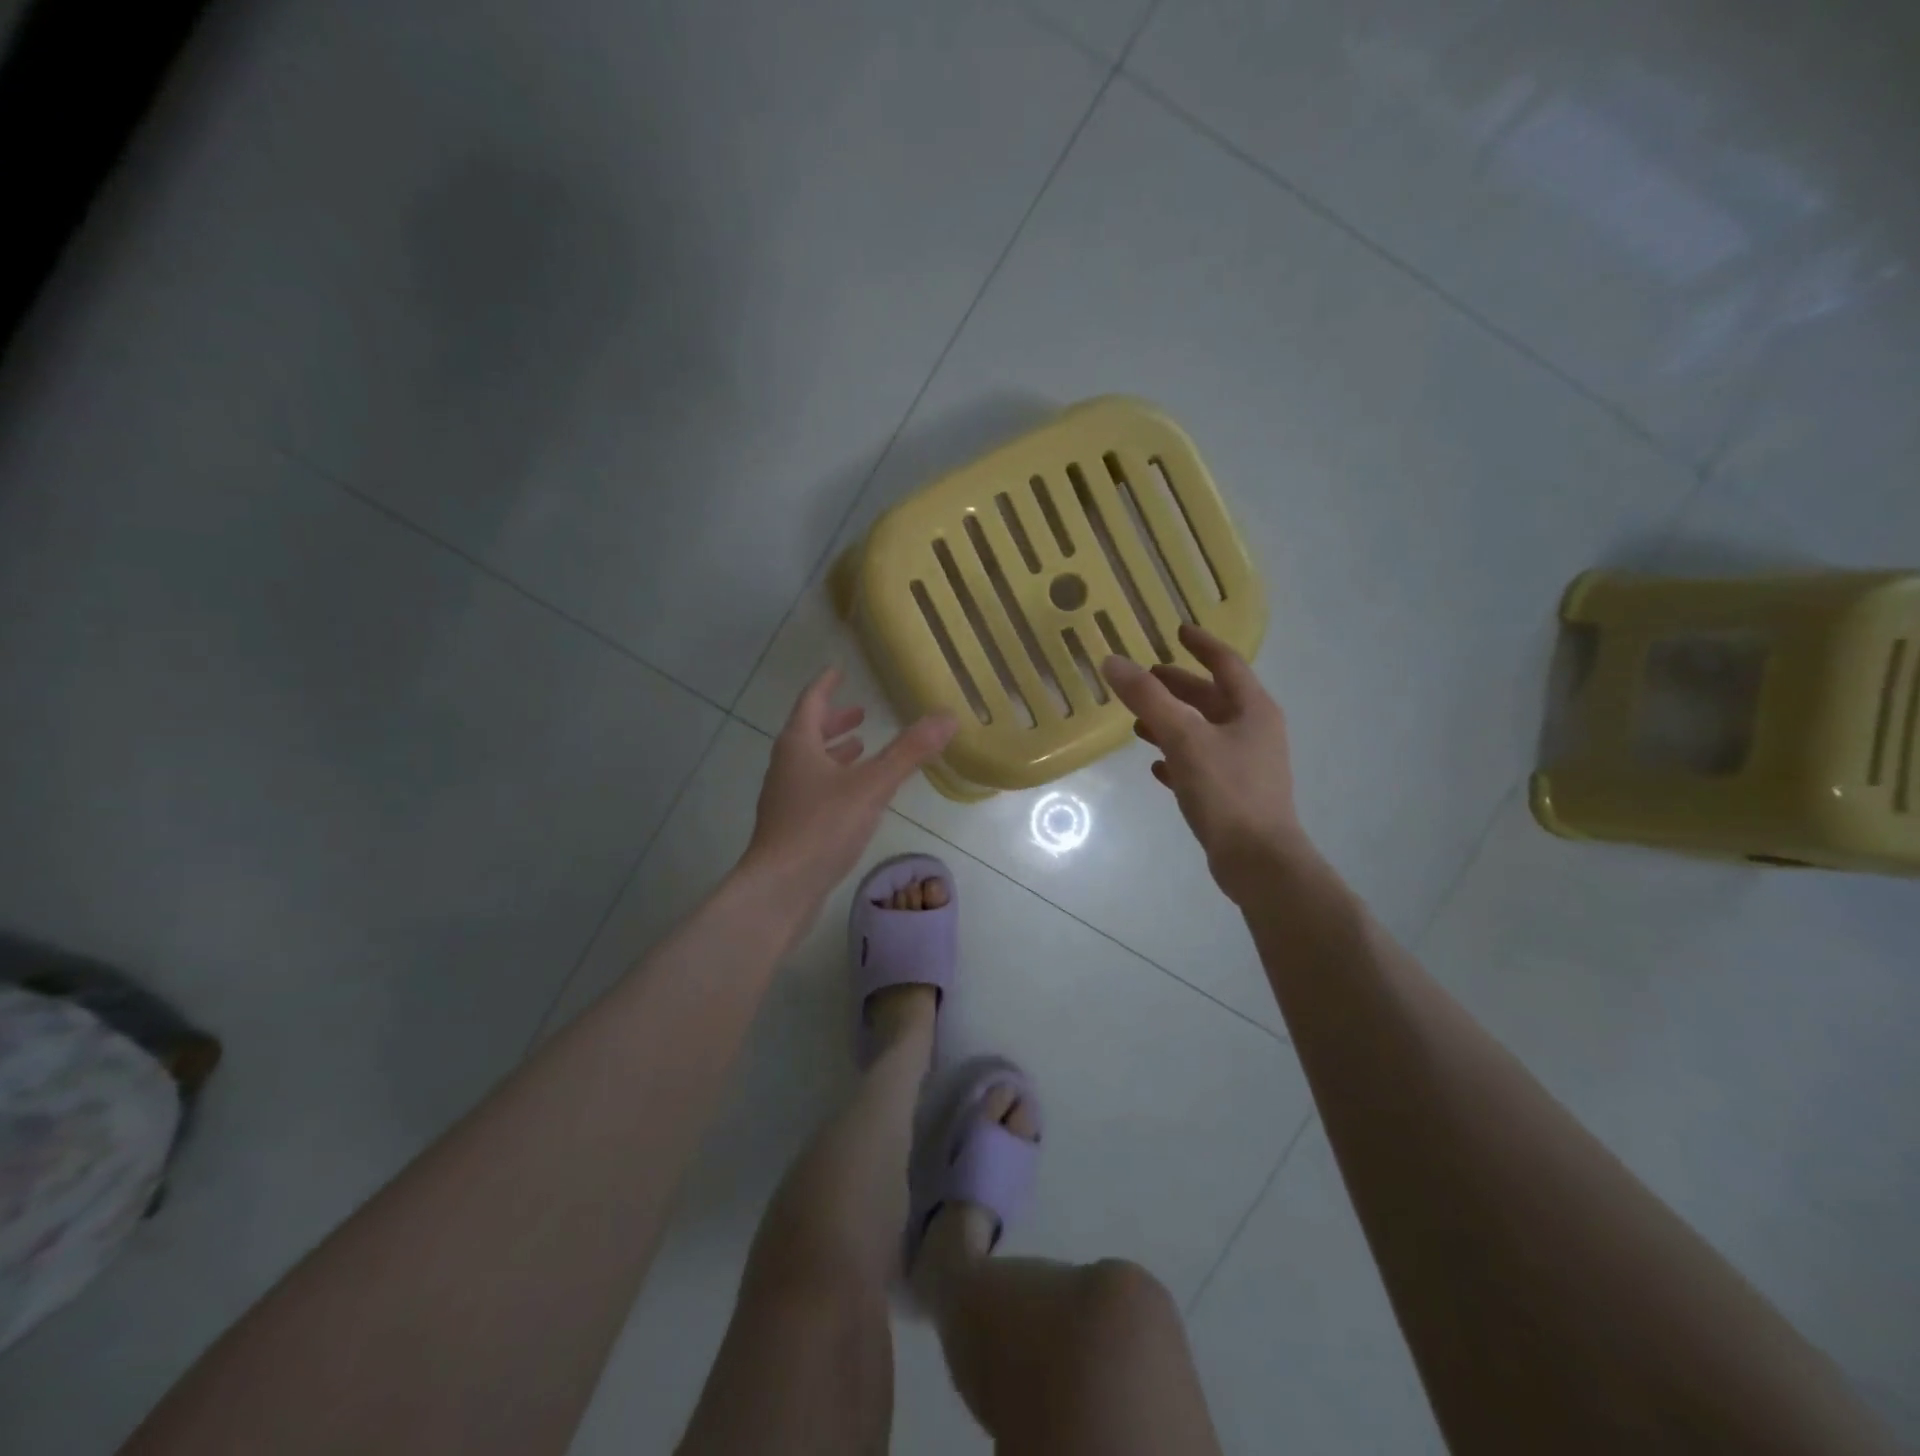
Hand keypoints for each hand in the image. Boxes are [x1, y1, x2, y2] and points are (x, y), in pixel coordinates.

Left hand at [742, 668, 956, 904]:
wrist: (780, 888)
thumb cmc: (822, 827)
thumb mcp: (872, 785)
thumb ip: (909, 751)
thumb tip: (947, 717)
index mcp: (798, 745)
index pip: (811, 701)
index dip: (826, 685)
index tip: (838, 671)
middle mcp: (786, 766)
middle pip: (808, 732)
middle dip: (834, 721)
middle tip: (860, 712)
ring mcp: (785, 797)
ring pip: (810, 763)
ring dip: (834, 752)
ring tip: (861, 748)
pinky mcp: (790, 825)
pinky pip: (813, 788)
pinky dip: (834, 779)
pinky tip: (853, 797)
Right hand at [1102, 624, 1313, 903]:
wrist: (1258, 860)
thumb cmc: (1226, 790)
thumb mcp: (1183, 738)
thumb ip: (1148, 699)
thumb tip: (1112, 661)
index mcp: (1253, 709)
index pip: (1226, 663)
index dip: (1201, 645)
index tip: (1178, 630)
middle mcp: (1254, 731)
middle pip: (1213, 698)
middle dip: (1179, 687)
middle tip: (1146, 678)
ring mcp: (1246, 764)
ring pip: (1204, 732)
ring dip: (1173, 722)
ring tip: (1138, 722)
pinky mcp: (1234, 794)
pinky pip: (1202, 764)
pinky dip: (1179, 757)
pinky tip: (1155, 766)